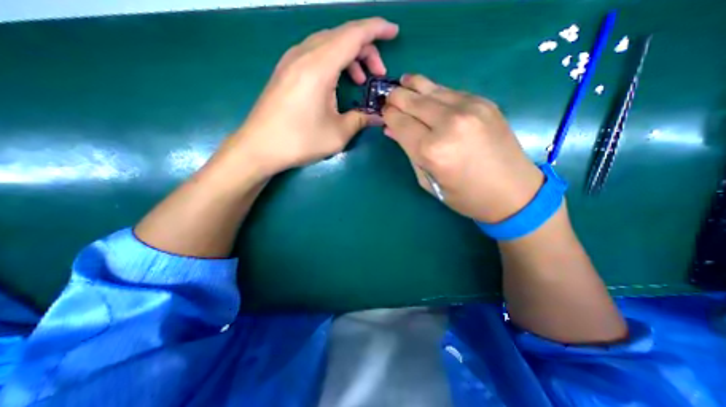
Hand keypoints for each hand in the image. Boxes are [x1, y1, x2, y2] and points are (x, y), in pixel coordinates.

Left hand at [222, 15, 398, 178]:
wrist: (259, 147)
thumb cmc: (299, 141)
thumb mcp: (337, 134)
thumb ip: (360, 120)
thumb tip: (377, 117)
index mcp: (319, 67)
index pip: (353, 34)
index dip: (377, 29)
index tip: (394, 32)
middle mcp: (303, 55)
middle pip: (341, 36)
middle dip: (365, 49)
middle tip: (378, 73)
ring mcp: (291, 60)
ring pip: (328, 43)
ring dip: (349, 56)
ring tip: (360, 80)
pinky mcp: (285, 70)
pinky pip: (315, 54)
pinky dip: (333, 62)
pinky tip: (337, 83)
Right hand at [385, 74, 544, 223]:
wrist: (513, 192)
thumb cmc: (464, 195)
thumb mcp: (427, 180)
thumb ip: (408, 152)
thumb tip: (391, 130)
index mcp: (431, 150)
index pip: (400, 122)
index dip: (388, 115)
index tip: (383, 113)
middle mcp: (448, 124)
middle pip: (412, 100)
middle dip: (396, 97)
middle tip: (388, 96)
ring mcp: (469, 109)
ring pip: (431, 89)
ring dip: (413, 85)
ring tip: (403, 82)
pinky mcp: (484, 103)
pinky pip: (450, 91)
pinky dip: (434, 91)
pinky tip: (427, 92)